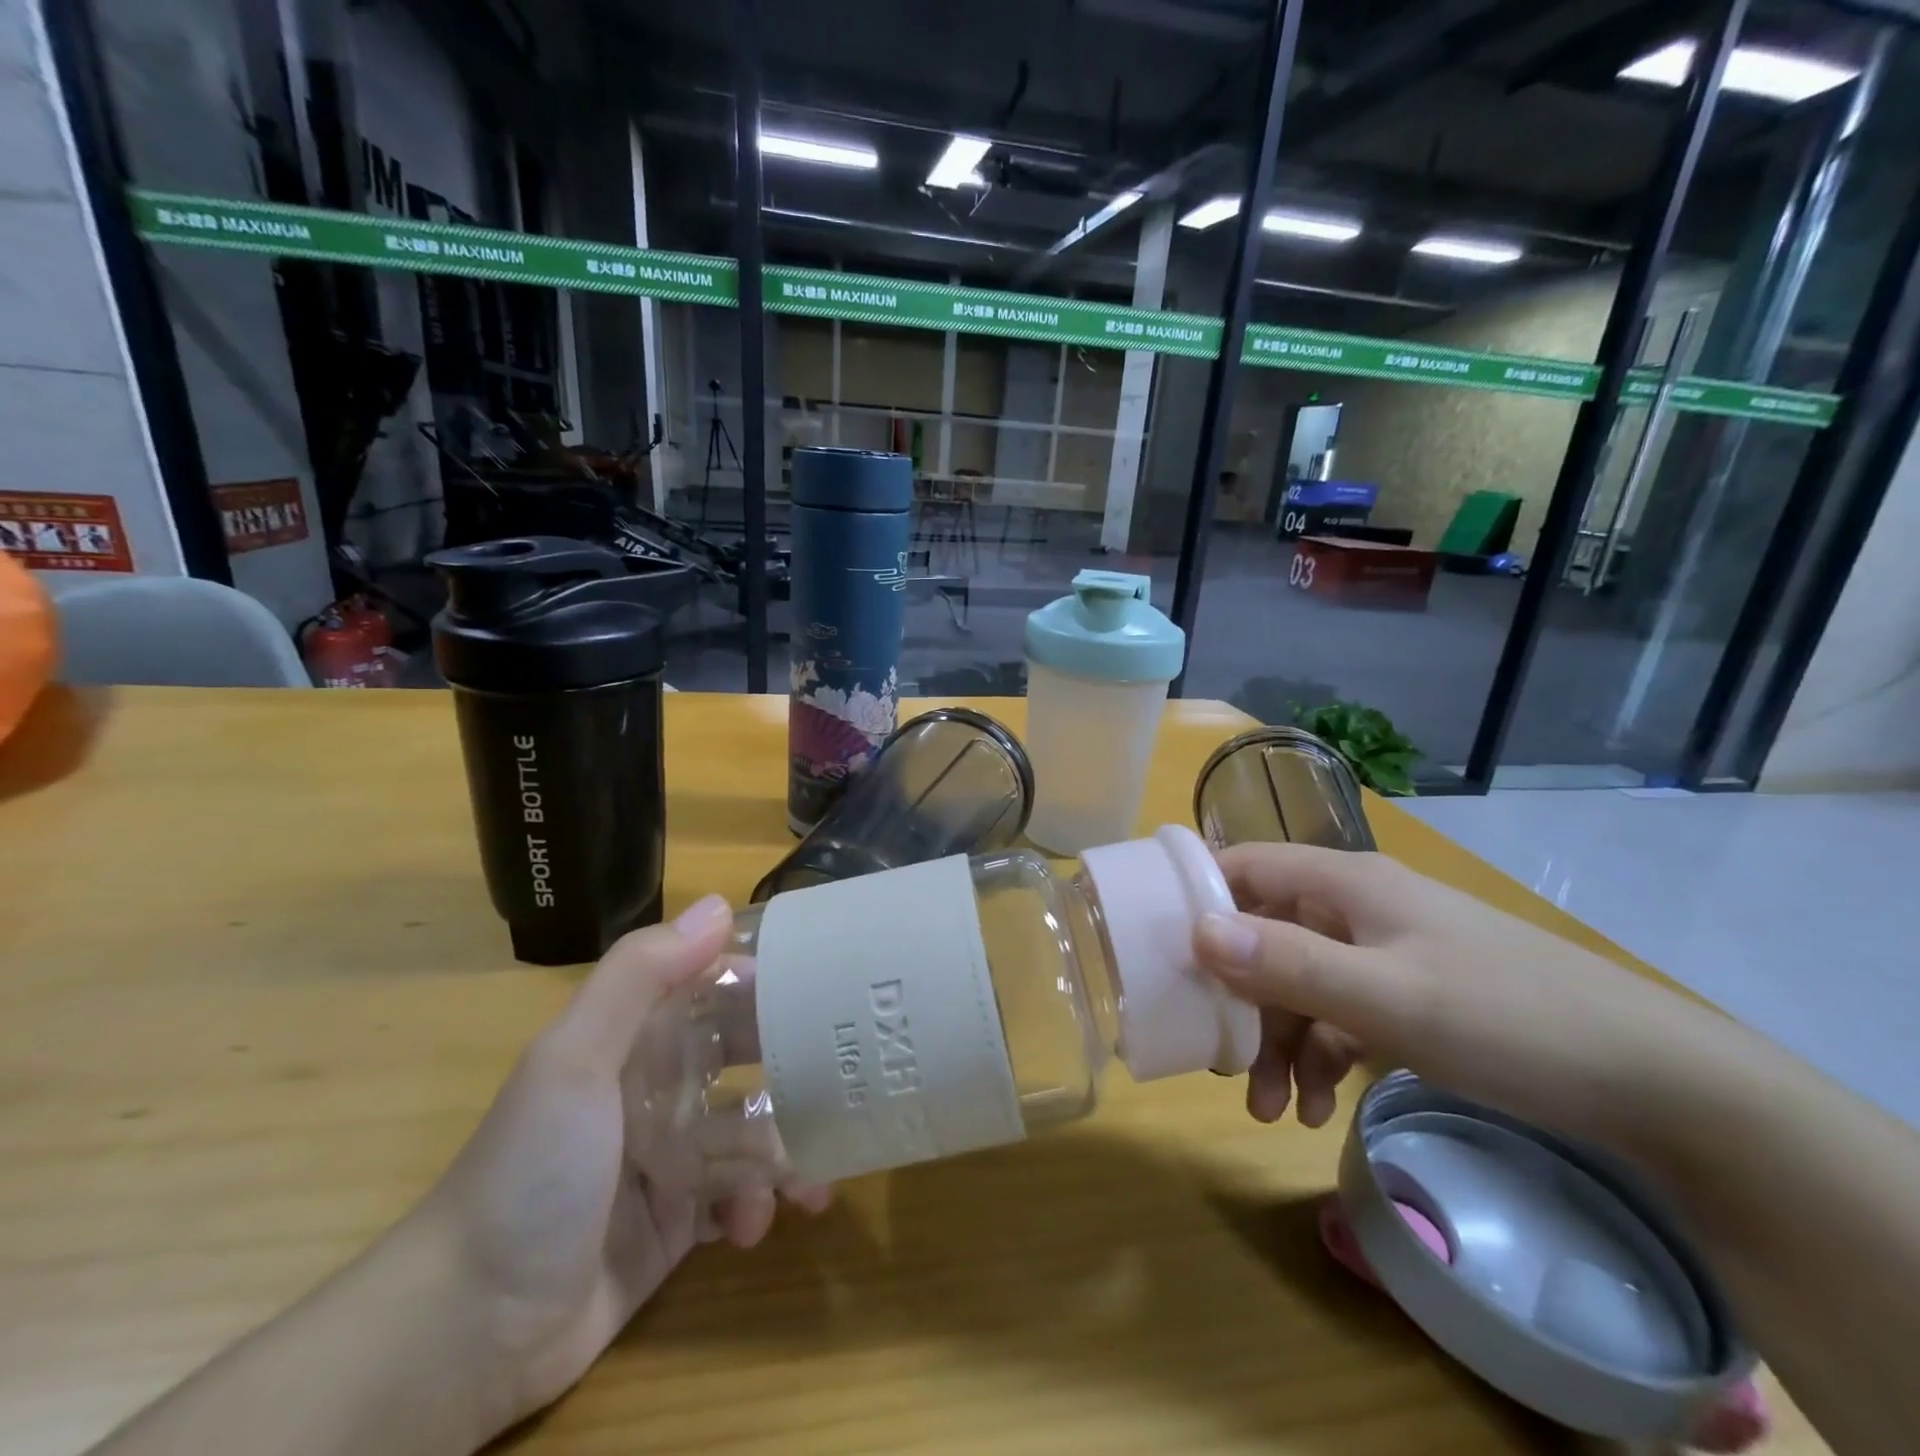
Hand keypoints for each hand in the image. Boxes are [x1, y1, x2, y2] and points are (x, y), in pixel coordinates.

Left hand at [407, 895, 823, 1435]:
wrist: (467, 1331)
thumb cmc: (531, 1171)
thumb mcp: (575, 1060)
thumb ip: (641, 976)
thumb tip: (718, 906)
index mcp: (640, 1038)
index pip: (719, 988)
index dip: (771, 983)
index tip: (829, 989)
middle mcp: (662, 1085)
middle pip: (749, 1058)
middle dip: (795, 1070)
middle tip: (846, 1085)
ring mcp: (673, 1154)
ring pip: (754, 1131)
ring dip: (787, 1151)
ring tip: (813, 1181)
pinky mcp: (679, 1219)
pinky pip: (738, 1197)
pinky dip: (756, 1207)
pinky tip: (754, 1227)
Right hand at [1192, 844, 1721, 1143]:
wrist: (1660, 1085)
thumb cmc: (1509, 1017)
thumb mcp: (1388, 997)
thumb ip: (1288, 964)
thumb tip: (1195, 931)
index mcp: (1345, 884)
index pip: (1244, 866)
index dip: (1196, 896)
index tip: (1156, 947)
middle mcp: (1356, 908)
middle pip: (1265, 936)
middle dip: (1236, 997)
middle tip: (1218, 1057)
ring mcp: (1385, 953)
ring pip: (1299, 983)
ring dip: (1276, 1042)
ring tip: (1269, 1110)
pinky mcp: (1411, 998)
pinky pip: (1339, 1017)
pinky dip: (1319, 1058)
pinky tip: (1315, 1109)